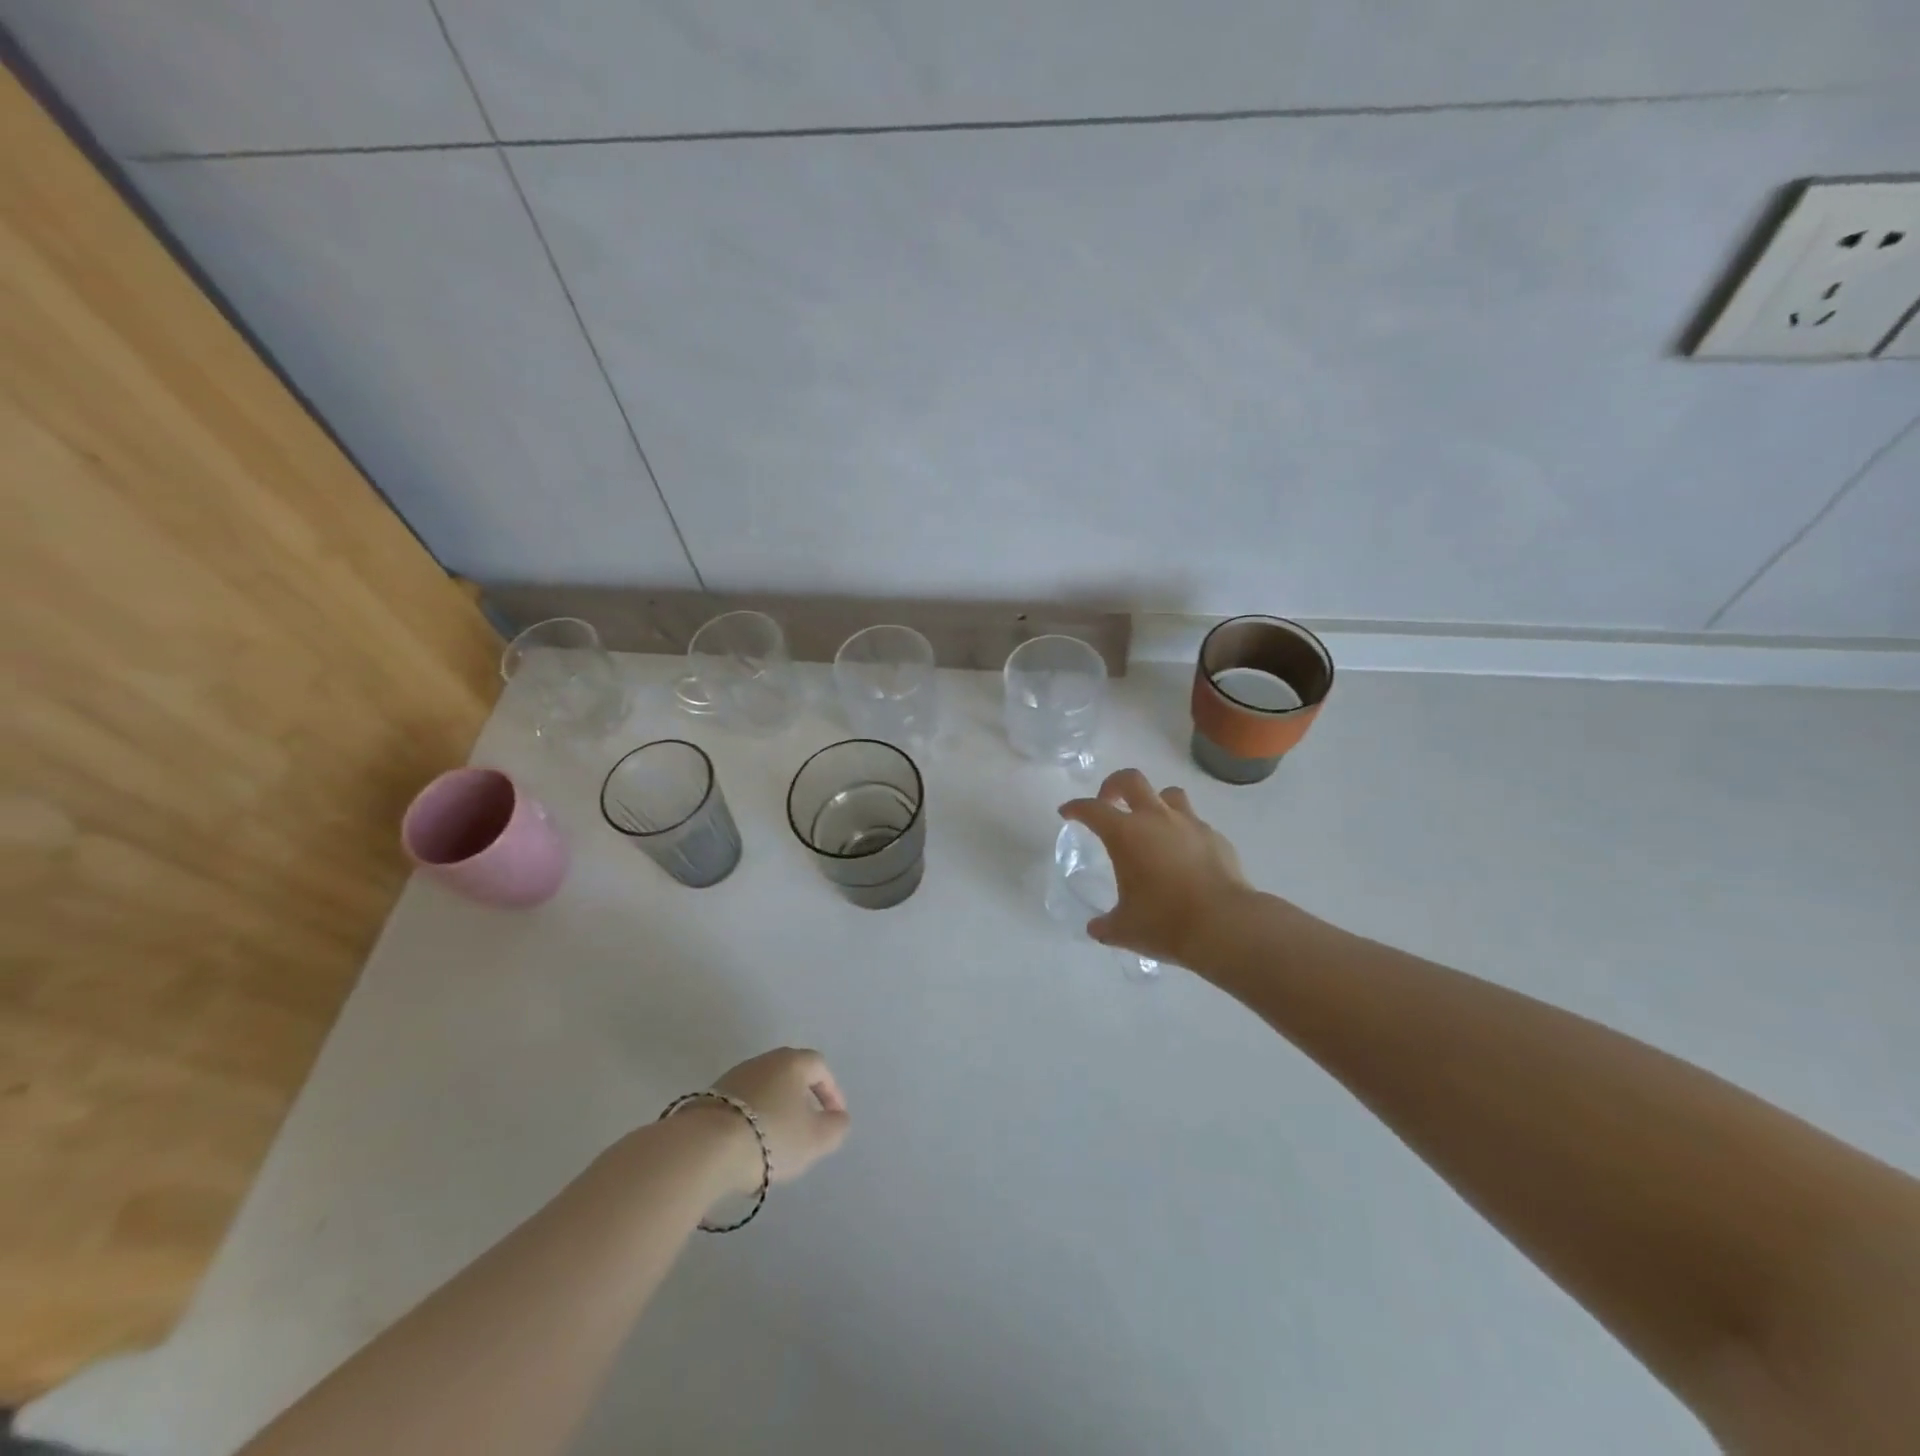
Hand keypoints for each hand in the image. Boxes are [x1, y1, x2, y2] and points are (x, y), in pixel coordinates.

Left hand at [704, 1047, 850, 1193]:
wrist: (704, 1147)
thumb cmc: (771, 1136)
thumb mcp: (816, 1139)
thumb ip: (836, 1127)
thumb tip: (838, 1118)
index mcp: (792, 1062)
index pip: (819, 1066)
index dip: (831, 1091)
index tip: (834, 1118)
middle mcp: (763, 1061)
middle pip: (789, 1076)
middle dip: (801, 1101)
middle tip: (806, 1129)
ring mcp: (732, 1078)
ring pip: (764, 1091)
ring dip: (774, 1113)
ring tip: (775, 1145)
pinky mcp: (708, 1098)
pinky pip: (740, 1107)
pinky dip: (750, 1123)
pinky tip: (747, 1149)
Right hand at [1060, 768, 1254, 965]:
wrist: (1226, 926)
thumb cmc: (1165, 923)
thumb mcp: (1125, 930)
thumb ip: (1106, 925)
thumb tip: (1097, 928)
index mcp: (1125, 834)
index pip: (1092, 809)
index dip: (1076, 808)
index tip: (1067, 812)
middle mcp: (1156, 819)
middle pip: (1131, 780)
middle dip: (1113, 785)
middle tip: (1108, 801)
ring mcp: (1190, 824)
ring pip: (1168, 794)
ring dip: (1154, 802)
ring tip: (1150, 824)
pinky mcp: (1215, 837)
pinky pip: (1194, 823)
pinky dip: (1183, 831)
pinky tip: (1183, 854)